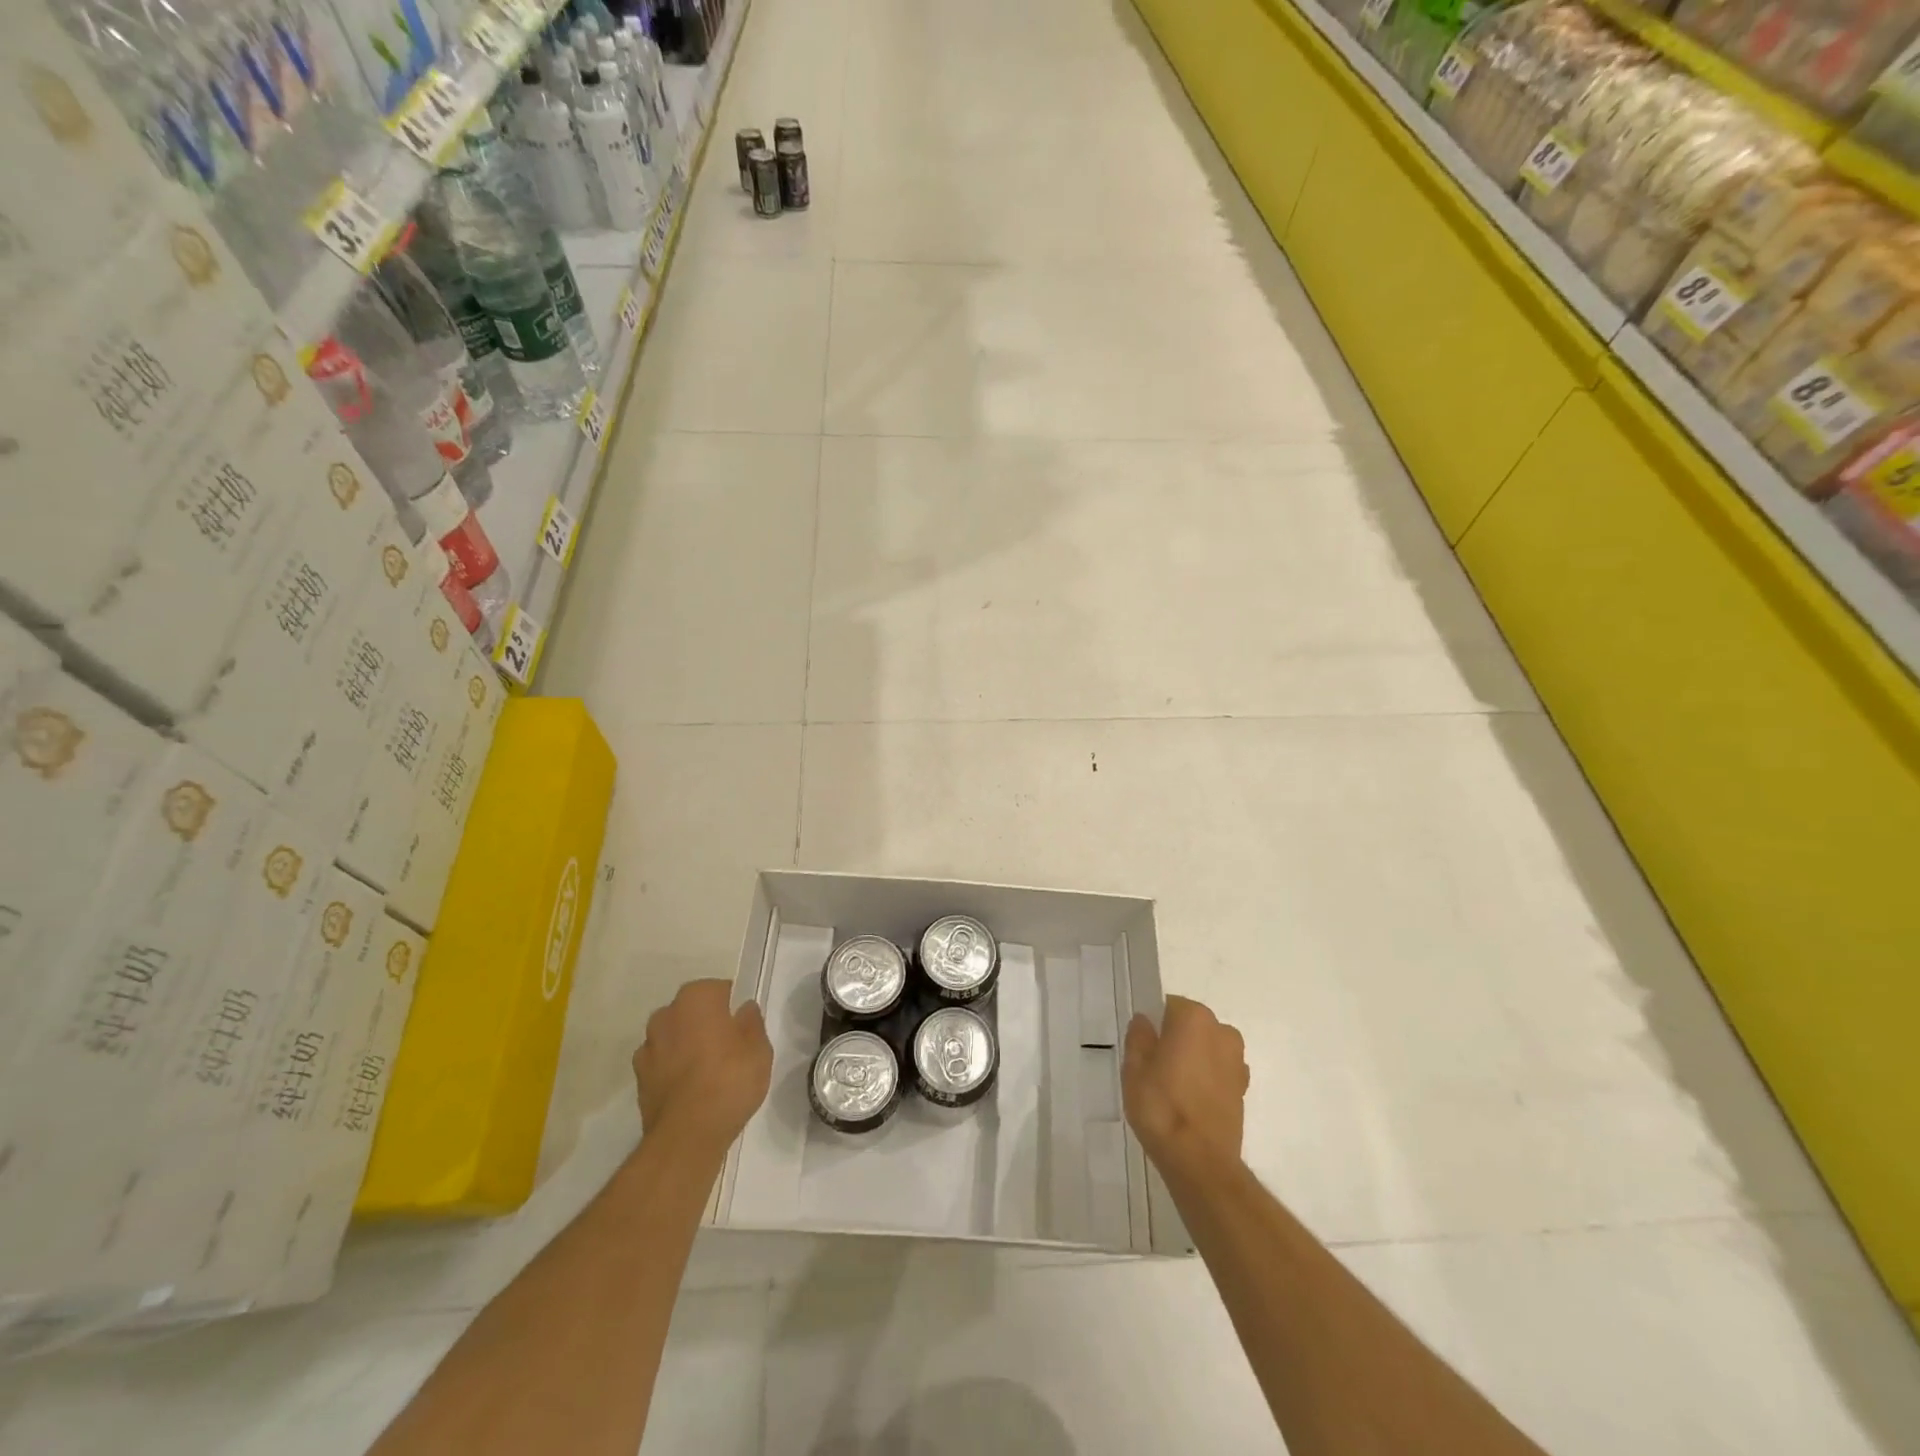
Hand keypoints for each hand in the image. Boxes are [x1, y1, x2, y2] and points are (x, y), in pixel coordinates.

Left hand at [633, 980, 772, 1156]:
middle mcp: (666, 1014)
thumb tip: (743, 1009)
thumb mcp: (760, 1049)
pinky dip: (674, 1070)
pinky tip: (691, 1090)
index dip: (733, 1008)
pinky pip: (663, 1063)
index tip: (743, 1028)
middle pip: (693, 1011)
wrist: (687, 1135)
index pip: (720, 990)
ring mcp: (648, 1046)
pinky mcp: (638, 1078)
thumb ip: (752, 1022)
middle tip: (729, 1049)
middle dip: (707, 1024)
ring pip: (675, 1037)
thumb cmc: (730, 1080)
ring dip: (687, 1046)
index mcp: (697, 997)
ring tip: (709, 1073)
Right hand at [1122, 995, 1248, 1177]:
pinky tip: (1189, 1102)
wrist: (1199, 1160)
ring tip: (1171, 1087)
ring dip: (1193, 1059)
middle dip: (1175, 1039)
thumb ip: (1139, 1037)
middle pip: (1191, 1026)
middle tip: (1154, 1066)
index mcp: (1194, 1017)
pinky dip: (1206, 1079)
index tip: (1143, 1045)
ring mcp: (1237, 1061)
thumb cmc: (1161, 1105)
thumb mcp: (1134, 1067)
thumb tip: (1145, 1021)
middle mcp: (1222, 1031)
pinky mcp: (1243, 1089)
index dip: (1154, 1024)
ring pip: (1206, 1048)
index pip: (1169, 1006)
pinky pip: (1218, 1072)